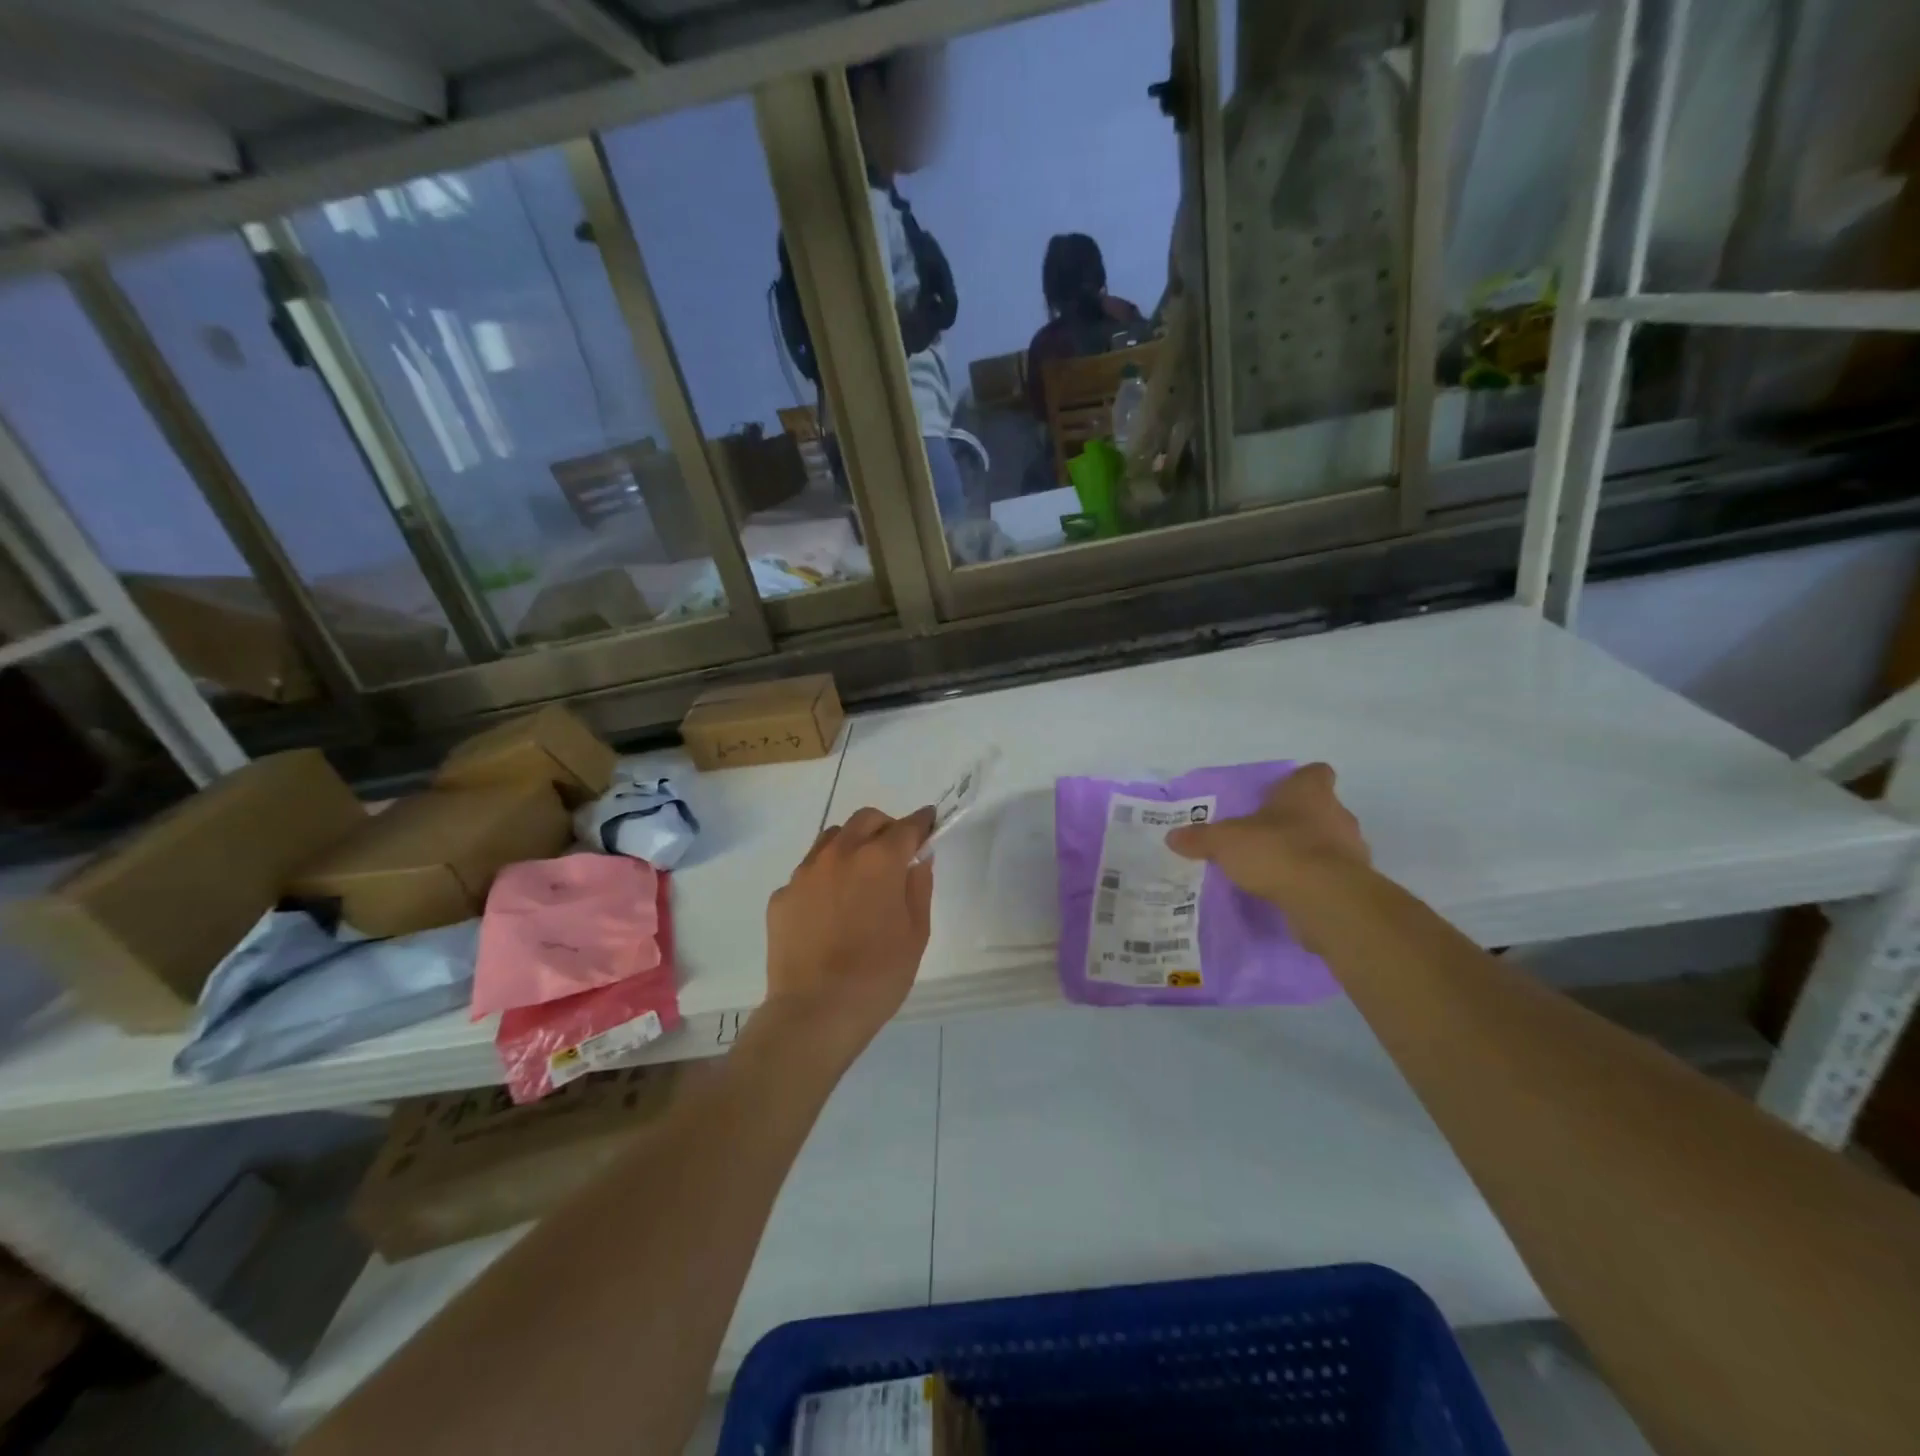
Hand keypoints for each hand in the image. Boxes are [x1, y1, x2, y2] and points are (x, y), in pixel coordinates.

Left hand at [764, 806, 935, 1056]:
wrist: (814, 1012)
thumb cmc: (878, 975)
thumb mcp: (916, 934)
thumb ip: (919, 888)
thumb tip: (917, 861)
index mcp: (879, 861)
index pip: (906, 827)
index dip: (922, 822)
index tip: (929, 823)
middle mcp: (839, 854)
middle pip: (865, 820)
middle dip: (885, 827)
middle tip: (895, 851)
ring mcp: (804, 873)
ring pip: (831, 839)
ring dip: (851, 844)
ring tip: (859, 875)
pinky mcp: (781, 896)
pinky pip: (807, 873)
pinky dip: (824, 878)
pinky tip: (828, 909)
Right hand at [1165, 763, 1368, 905]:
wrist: (1326, 900)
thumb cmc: (1277, 851)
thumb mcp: (1225, 842)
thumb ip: (1201, 838)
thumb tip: (1173, 836)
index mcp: (1309, 792)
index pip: (1314, 774)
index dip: (1298, 782)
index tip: (1278, 796)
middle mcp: (1337, 815)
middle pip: (1320, 810)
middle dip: (1297, 821)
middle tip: (1265, 836)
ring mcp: (1352, 851)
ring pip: (1328, 844)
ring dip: (1307, 853)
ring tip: (1274, 869)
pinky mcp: (1354, 885)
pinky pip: (1330, 877)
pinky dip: (1313, 882)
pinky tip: (1288, 893)